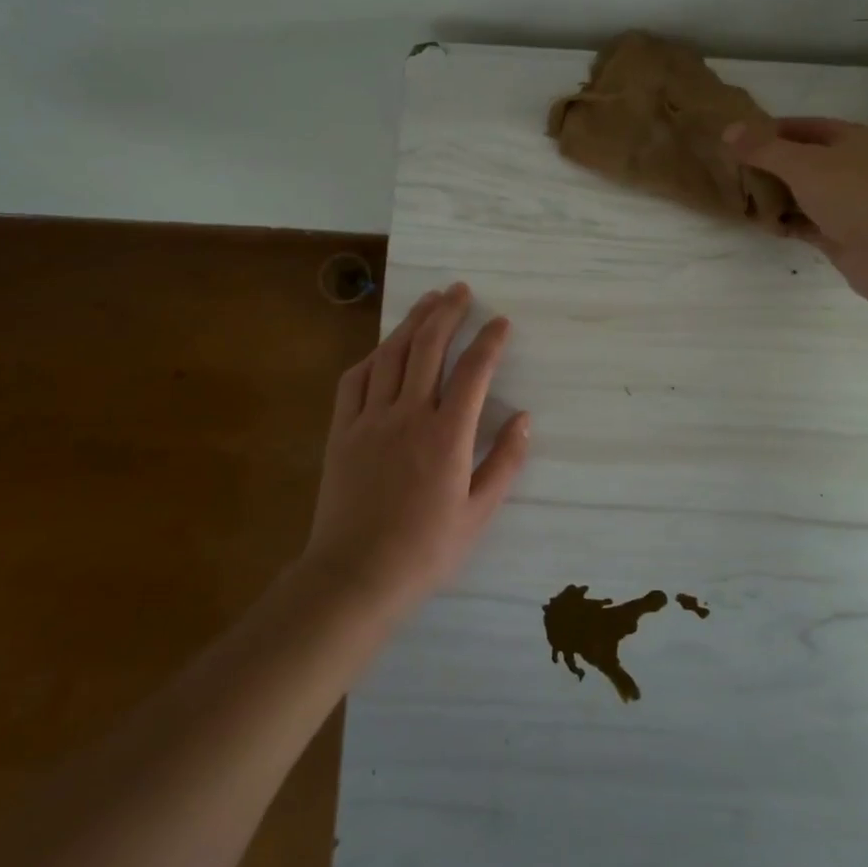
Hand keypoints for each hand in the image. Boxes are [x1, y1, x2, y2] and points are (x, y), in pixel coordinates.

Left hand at [303, 283, 530, 615]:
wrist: (355, 577)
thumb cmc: (425, 550)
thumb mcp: (478, 514)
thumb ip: (505, 462)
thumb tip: (525, 419)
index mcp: (447, 435)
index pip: (474, 371)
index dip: (489, 341)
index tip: (500, 322)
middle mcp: (409, 415)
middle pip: (428, 347)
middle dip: (448, 312)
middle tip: (460, 289)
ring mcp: (370, 419)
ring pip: (391, 355)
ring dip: (412, 322)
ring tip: (429, 300)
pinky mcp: (342, 431)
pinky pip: (355, 380)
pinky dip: (373, 355)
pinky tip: (384, 347)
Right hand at [724, 118, 867, 303]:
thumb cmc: (852, 194)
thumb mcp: (802, 163)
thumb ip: (763, 148)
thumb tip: (728, 129)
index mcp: (854, 138)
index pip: (804, 126)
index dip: (770, 131)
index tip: (737, 141)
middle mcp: (855, 166)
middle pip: (804, 160)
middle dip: (770, 166)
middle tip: (735, 171)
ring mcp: (851, 201)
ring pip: (805, 193)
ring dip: (777, 196)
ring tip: (742, 198)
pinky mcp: (843, 233)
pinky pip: (808, 222)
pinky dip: (787, 222)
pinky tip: (763, 225)